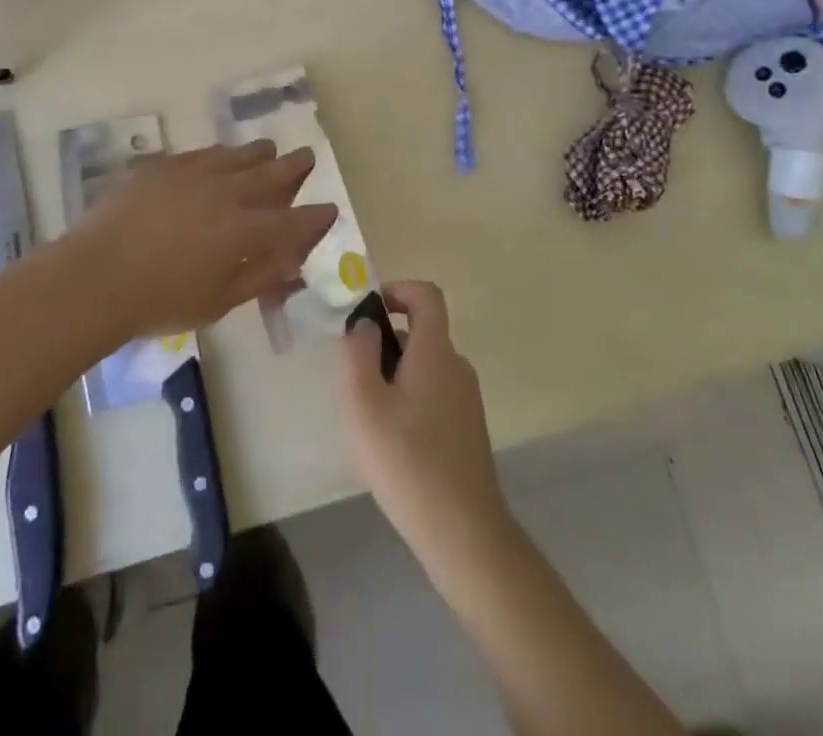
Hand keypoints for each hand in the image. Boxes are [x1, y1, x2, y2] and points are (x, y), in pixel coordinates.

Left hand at [65, 141, 336, 339]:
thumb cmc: (159, 301)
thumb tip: (293, 266)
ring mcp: (193, 174)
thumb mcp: (218, 302)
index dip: (314, 217)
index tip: (329, 210)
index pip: (292, 221)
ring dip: (258, 153)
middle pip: (270, 174)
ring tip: (269, 148)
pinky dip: (219, 154)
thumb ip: (259, 278)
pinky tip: (220, 154)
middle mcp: (226, 193)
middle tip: (307, 156)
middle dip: (294, 166)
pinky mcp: (162, 166)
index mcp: (244, 231)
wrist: (96, 276)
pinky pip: (201, 153)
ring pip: (236, 155)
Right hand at [339, 281, 509, 563]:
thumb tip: (364, 322)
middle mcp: (457, 367)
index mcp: (436, 352)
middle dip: (384, 343)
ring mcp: (467, 400)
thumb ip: (358, 350)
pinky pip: (434, 394)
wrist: (463, 533)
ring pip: (425, 366)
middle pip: (421, 333)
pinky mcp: (467, 429)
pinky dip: (409, 399)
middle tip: (355, 379)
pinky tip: (393, 444)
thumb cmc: (407, 460)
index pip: (427, 295)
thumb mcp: (364, 401)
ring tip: (369, 418)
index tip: (368, 311)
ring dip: (394, 375)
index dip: (398, 290)